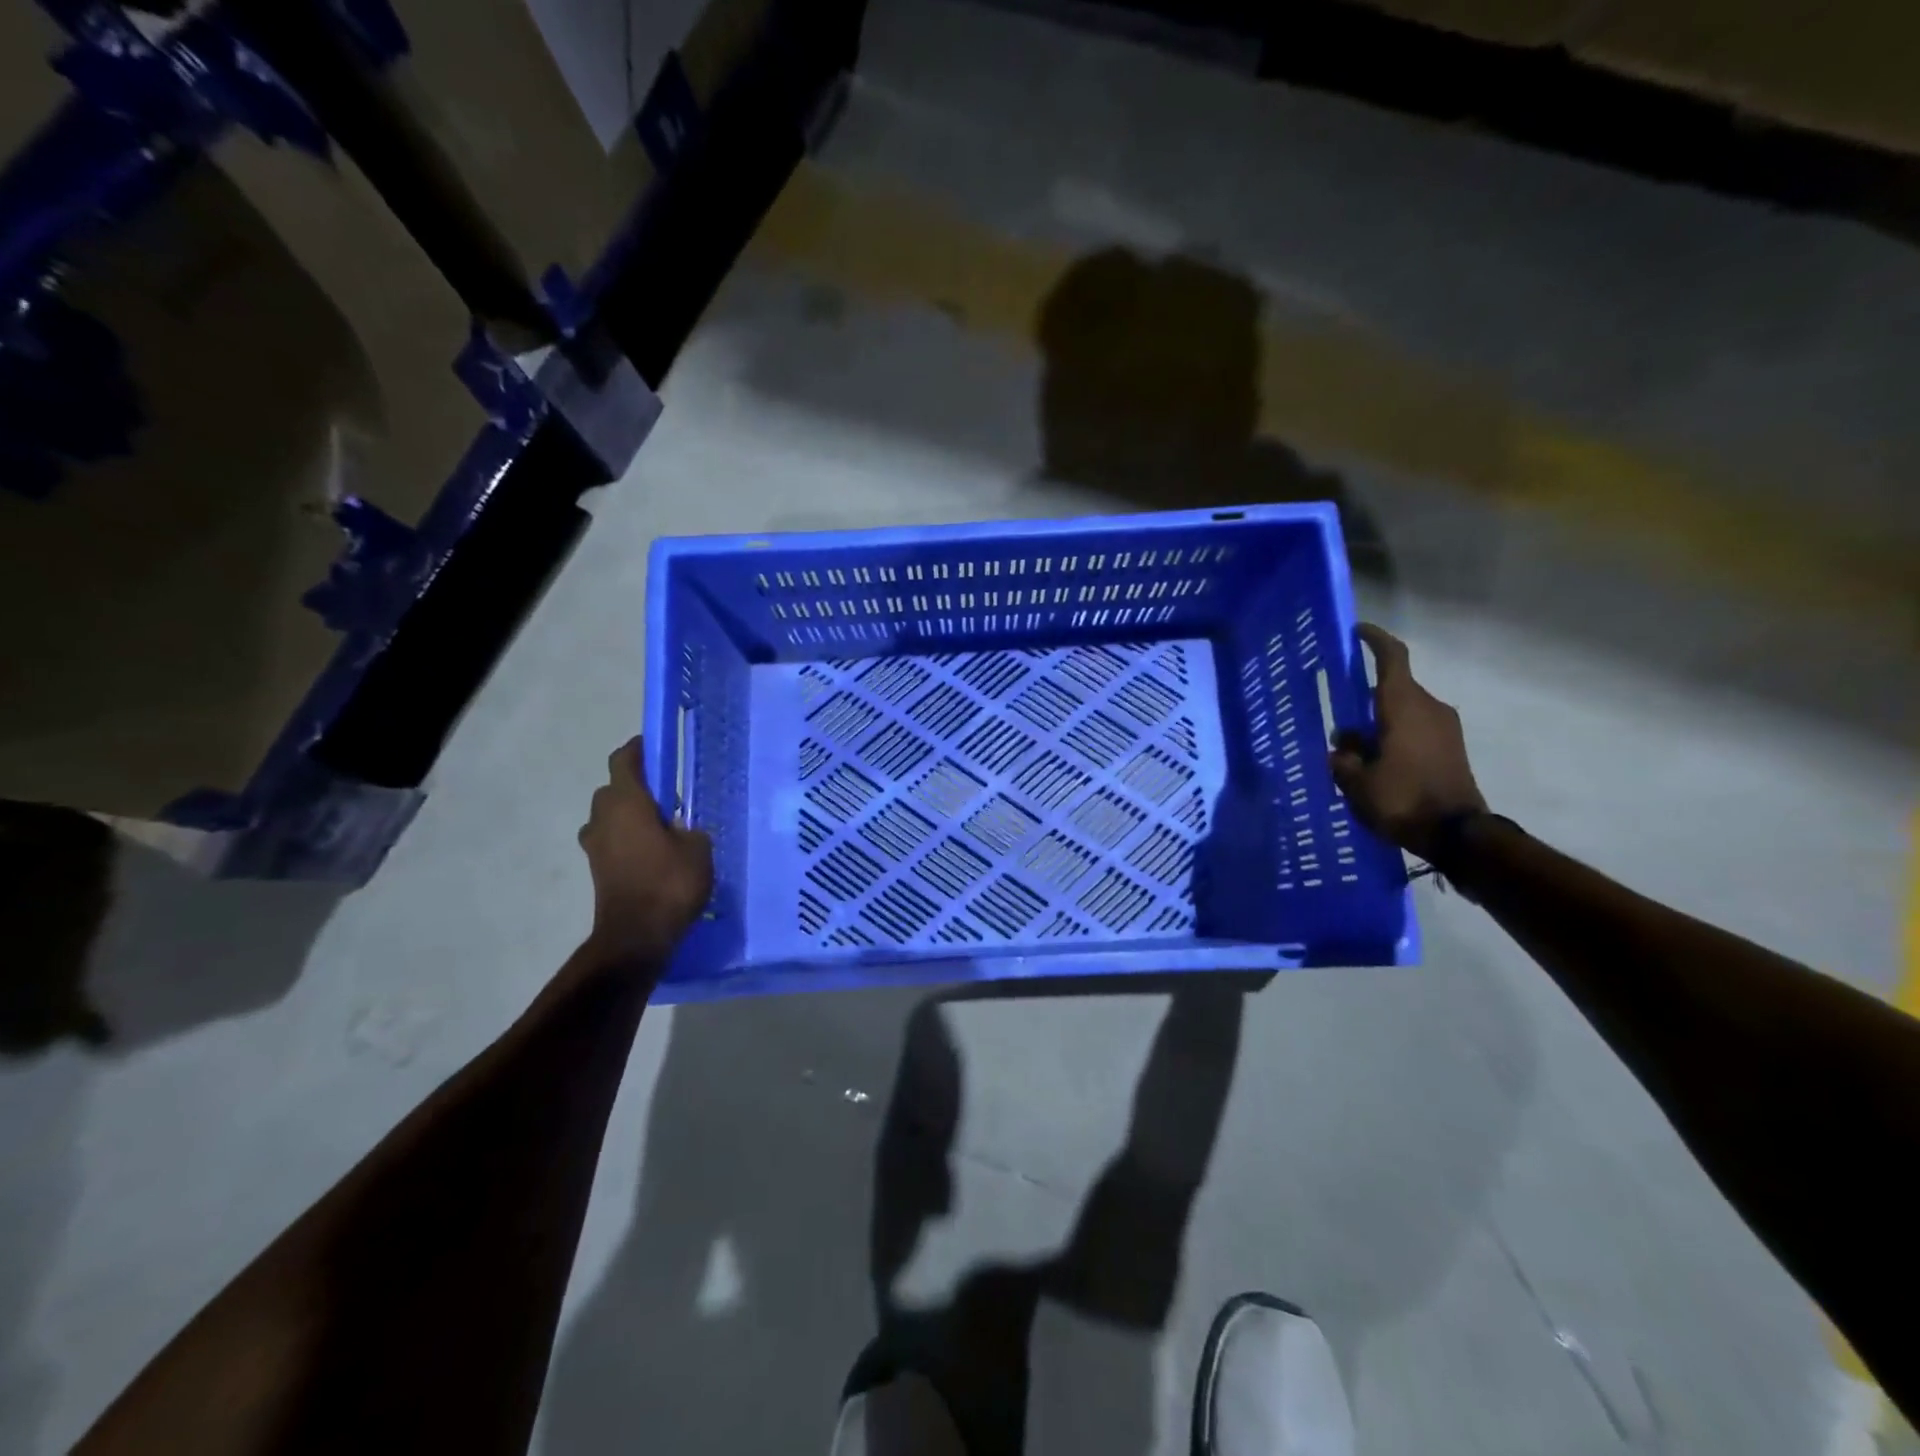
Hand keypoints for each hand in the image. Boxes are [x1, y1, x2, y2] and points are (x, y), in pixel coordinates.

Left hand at [579, 738, 712, 960]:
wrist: (637, 936)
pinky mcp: (597, 869)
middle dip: (637, 787)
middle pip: (614, 789)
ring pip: (610, 816)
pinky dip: (627, 839)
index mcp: (626, 801)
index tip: (656, 747)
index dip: (638, 749)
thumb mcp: (698, 849)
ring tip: (661, 826)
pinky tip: (653, 853)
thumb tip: (681, 830)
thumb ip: (690, 830)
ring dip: (630, 815)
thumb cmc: (669, 882)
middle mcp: (603, 817)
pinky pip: (612, 841)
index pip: (624, 760)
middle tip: (668, 795)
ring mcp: (595, 845)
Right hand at [1329, 624, 1485, 860]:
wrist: (1458, 835)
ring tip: (1353, 752)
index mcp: (1403, 706)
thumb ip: (1343, 757)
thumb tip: (1342, 745)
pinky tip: (1376, 764)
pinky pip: (1416, 730)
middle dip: (1364, 701)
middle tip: (1339, 723)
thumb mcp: (1356, 781)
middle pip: (1392, 689)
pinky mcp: (1452, 749)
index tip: (1357, 632)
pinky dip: (1395, 737)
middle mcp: (1428, 708)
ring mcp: (1445, 728)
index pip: (1392, 658)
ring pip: (1403, 712)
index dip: (1374, 640)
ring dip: (1379, 723)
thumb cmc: (1401, 799)